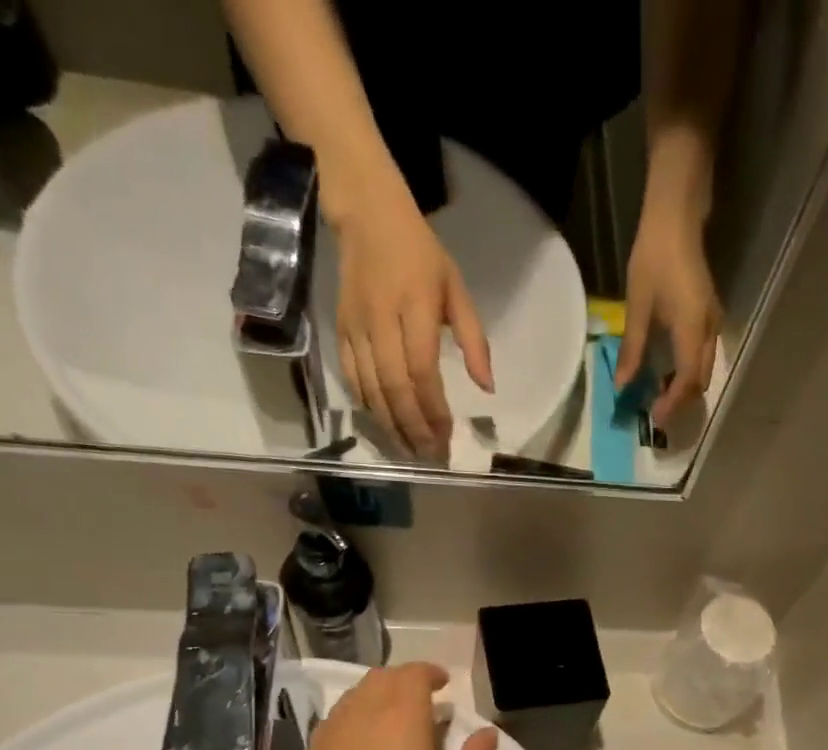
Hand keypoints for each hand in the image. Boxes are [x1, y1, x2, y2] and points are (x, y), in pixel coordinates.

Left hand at [288, 662, 496, 749]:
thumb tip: (487, 733)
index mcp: (402, 717)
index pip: (413, 674)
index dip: (430, 673)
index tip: (444, 685)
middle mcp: (362, 714)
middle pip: (381, 678)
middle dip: (404, 681)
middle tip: (424, 702)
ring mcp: (330, 733)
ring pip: (355, 697)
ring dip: (378, 698)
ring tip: (395, 723)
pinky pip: (336, 721)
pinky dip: (356, 719)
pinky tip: (365, 749)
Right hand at [333, 184, 493, 458]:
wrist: (366, 215)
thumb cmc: (420, 254)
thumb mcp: (457, 290)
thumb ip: (474, 341)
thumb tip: (487, 388)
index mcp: (415, 308)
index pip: (422, 372)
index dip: (434, 410)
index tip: (447, 436)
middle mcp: (382, 321)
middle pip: (395, 388)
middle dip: (413, 428)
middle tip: (430, 455)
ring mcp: (356, 327)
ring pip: (371, 390)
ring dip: (391, 426)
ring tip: (410, 450)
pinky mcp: (340, 331)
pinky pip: (352, 378)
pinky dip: (368, 406)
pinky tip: (384, 424)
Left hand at [615, 201, 720, 424]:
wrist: (677, 216)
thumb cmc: (655, 257)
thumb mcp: (638, 305)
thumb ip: (633, 348)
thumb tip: (622, 384)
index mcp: (692, 330)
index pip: (688, 380)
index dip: (672, 403)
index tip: (656, 419)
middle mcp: (709, 330)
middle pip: (701, 380)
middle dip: (681, 401)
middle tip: (657, 412)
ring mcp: (713, 322)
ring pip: (704, 369)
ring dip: (685, 387)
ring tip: (660, 395)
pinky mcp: (709, 315)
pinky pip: (702, 355)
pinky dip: (688, 371)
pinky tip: (669, 371)